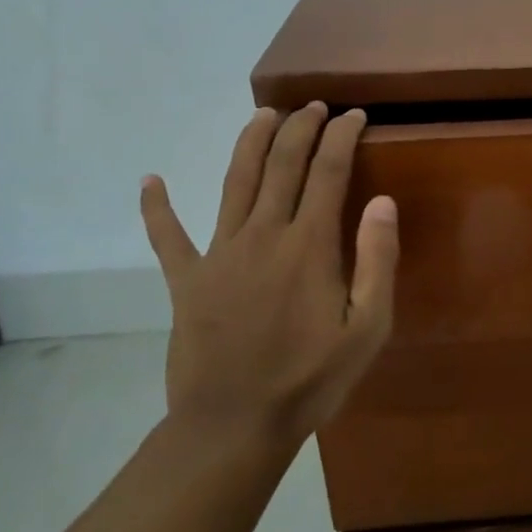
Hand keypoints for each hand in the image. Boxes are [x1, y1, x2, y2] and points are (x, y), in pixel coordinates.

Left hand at [139, 102, 398, 448]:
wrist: (234, 426)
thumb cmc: (311, 379)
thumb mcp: (368, 328)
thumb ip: (377, 260)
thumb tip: (382, 201)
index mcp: (309, 245)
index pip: (328, 171)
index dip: (342, 136)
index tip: (354, 115)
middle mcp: (263, 235)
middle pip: (281, 164)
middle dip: (300, 127)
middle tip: (314, 105)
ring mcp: (219, 254)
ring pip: (235, 182)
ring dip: (249, 142)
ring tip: (263, 114)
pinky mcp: (186, 280)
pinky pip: (167, 236)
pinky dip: (156, 207)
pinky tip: (149, 180)